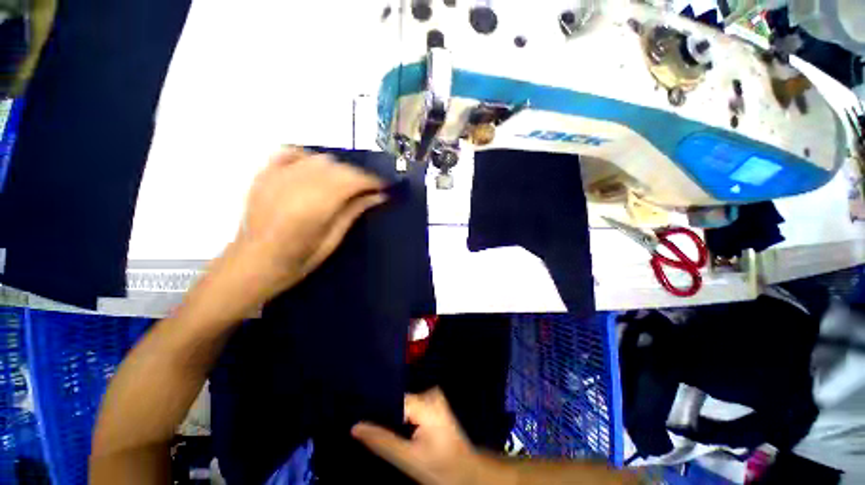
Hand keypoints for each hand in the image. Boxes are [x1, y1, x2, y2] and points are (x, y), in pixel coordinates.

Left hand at [234, 147, 385, 300]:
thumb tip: (379, 196)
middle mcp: (298, 184)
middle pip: (339, 167)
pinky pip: (292, 152)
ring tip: (345, 184)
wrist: (252, 264)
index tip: (385, 187)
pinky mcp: (265, 174)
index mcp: (316, 205)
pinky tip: (316, 170)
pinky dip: (309, 157)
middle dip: (359, 176)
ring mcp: (278, 176)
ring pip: (320, 158)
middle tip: (368, 190)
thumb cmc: (297, 261)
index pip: (352, 180)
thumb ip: (354, 212)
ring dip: (339, 169)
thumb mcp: (332, 240)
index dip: (372, 180)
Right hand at [352, 388, 494, 484]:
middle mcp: (430, 394)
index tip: (357, 415)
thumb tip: (355, 426)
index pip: (393, 397)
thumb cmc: (440, 467)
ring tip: (377, 428)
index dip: (375, 407)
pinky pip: (411, 406)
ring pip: (403, 403)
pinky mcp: (434, 405)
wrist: (465, 472)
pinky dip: (401, 416)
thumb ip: (382, 441)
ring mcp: (433, 398)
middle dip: (383, 412)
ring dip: (391, 415)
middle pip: (398, 399)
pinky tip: (396, 428)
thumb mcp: (408, 458)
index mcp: (425, 402)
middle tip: (364, 426)